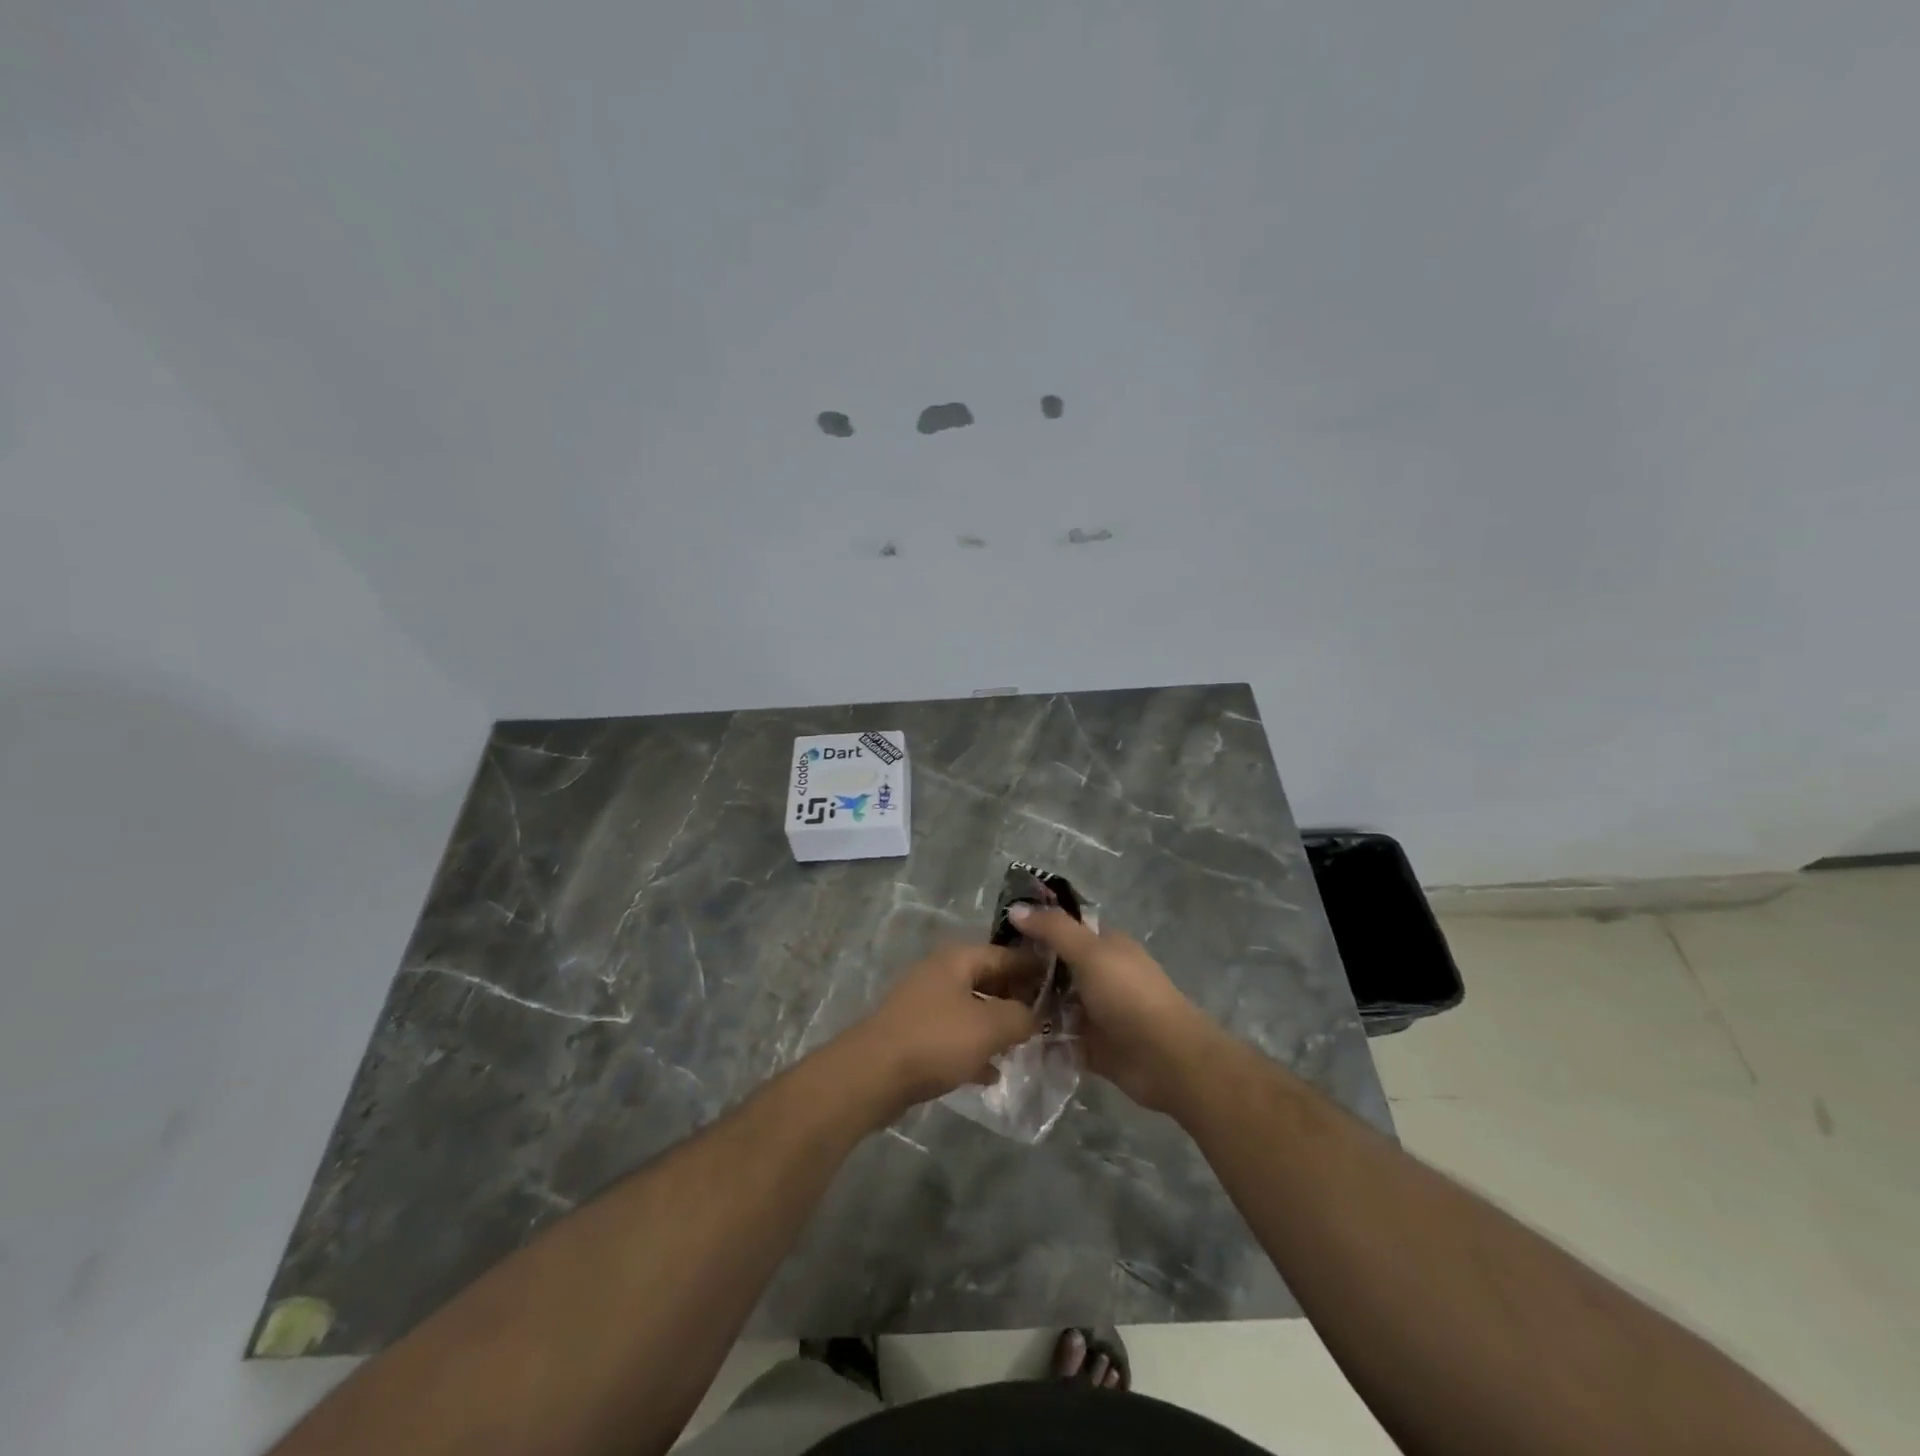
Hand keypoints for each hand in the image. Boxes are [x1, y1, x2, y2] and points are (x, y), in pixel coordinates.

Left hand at [840, 943, 1040, 1119]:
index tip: (1062, 987)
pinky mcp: (915, 1035)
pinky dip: (974, 1050)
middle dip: (1017, 1000)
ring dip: (996, 1027)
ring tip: (1025, 1047)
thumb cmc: (936, 1040)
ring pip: (972, 1010)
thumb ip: (1021, 1016)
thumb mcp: (990, 1026)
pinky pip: (954, 1036)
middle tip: (1047, 1021)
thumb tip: (1035, 1015)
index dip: (1034, 969)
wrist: (872, 1075)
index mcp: (957, 959)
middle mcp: (940, 974)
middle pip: (988, 980)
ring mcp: (925, 1004)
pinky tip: (991, 1073)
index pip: (1005, 955)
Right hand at [1008, 904, 1216, 1113]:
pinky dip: (1039, 1036)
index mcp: (1105, 945)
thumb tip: (1016, 908)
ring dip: (1029, 1004)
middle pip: (1055, 966)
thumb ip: (1053, 930)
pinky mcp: (1091, 1045)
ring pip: (1054, 1002)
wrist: (1168, 1060)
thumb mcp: (1091, 953)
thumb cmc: (1130, 996)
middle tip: (986, 976)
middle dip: (1024, 969)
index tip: (996, 934)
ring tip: (990, 1006)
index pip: (1063, 928)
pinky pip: (1058, 1036)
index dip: (1033, 927)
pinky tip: (1007, 1035)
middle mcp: (1099, 974)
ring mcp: (1095, 1011)